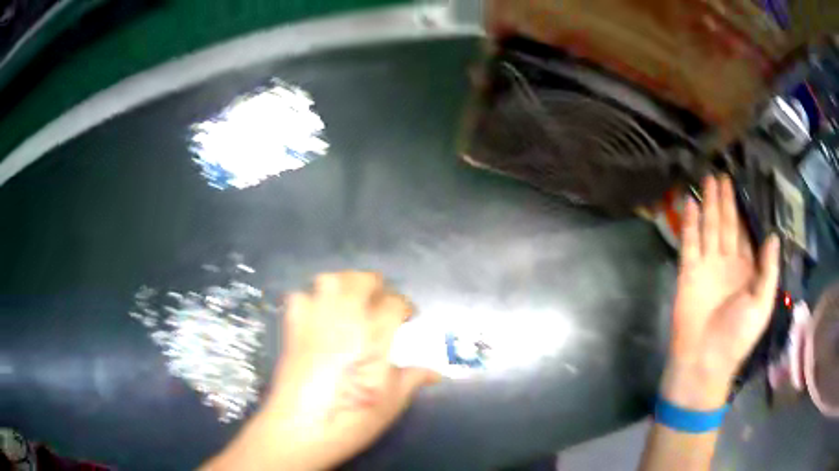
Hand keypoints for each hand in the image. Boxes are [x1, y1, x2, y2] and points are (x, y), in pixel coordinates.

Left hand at [205, 272, 437, 470]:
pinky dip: (310, 300)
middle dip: (376, 287)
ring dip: (343, 285)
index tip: (407, 318)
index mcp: (375, 334)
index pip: (395, 303)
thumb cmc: (352, 418)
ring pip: (329, 280)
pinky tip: (318, 317)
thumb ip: (413, 379)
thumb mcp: (392, 402)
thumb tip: (435, 373)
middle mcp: (345, 318)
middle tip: (380, 305)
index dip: (405, 307)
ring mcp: (315, 320)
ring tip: (350, 303)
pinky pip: (300, 297)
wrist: (301, 427)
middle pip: (361, 280)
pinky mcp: (293, 329)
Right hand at [665, 175, 779, 407]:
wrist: (705, 360)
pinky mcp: (689, 272)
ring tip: (709, 179)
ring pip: (709, 227)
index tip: (742, 187)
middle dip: (725, 200)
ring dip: (709, 204)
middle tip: (722, 175)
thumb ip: (768, 270)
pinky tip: (691, 203)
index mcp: (746, 270)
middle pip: (726, 224)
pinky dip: (690, 222)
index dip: (743, 211)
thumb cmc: (738, 336)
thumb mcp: (762, 304)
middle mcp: (727, 262)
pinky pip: (690, 241)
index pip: (744, 233)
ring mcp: (707, 266)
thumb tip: (773, 235)